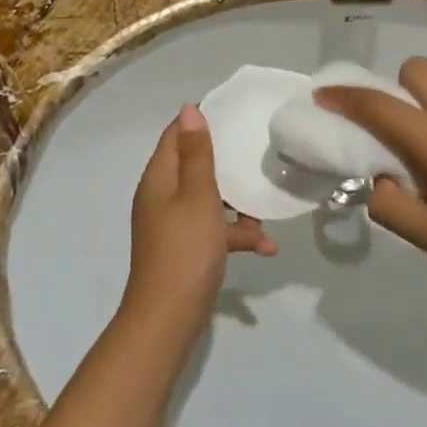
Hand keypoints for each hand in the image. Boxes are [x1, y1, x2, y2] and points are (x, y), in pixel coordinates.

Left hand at [126, 105, 277, 323]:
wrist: (168, 317)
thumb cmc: (185, 249)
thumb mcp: (197, 196)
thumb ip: (197, 153)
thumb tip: (189, 109)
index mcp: (159, 178)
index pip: (176, 135)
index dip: (201, 121)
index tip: (235, 112)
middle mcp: (163, 196)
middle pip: (195, 166)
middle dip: (228, 162)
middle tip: (259, 151)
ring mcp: (174, 224)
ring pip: (210, 199)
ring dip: (238, 204)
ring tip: (266, 211)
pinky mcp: (187, 248)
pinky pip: (214, 230)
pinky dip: (236, 235)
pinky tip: (267, 248)